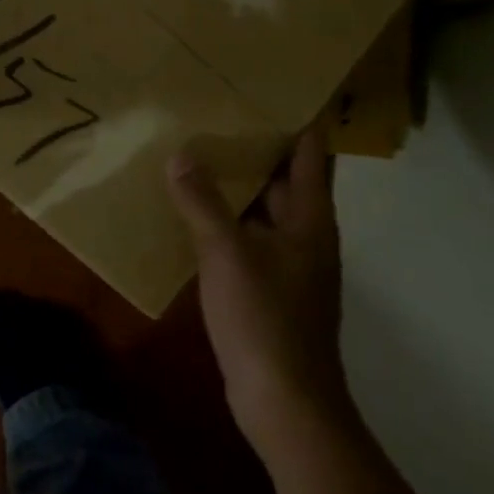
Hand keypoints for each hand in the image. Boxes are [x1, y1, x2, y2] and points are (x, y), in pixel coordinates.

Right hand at [167, 120, 348, 452]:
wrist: (285, 402)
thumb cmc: (265, 319)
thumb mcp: (227, 253)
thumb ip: (202, 202)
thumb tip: (181, 155)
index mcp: (310, 219)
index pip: (311, 153)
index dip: (296, 120)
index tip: (266, 91)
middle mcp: (306, 235)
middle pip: (287, 179)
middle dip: (257, 149)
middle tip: (217, 115)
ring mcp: (290, 265)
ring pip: (265, 211)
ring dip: (238, 186)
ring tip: (199, 155)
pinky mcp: (270, 290)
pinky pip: (249, 240)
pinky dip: (228, 222)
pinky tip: (194, 214)